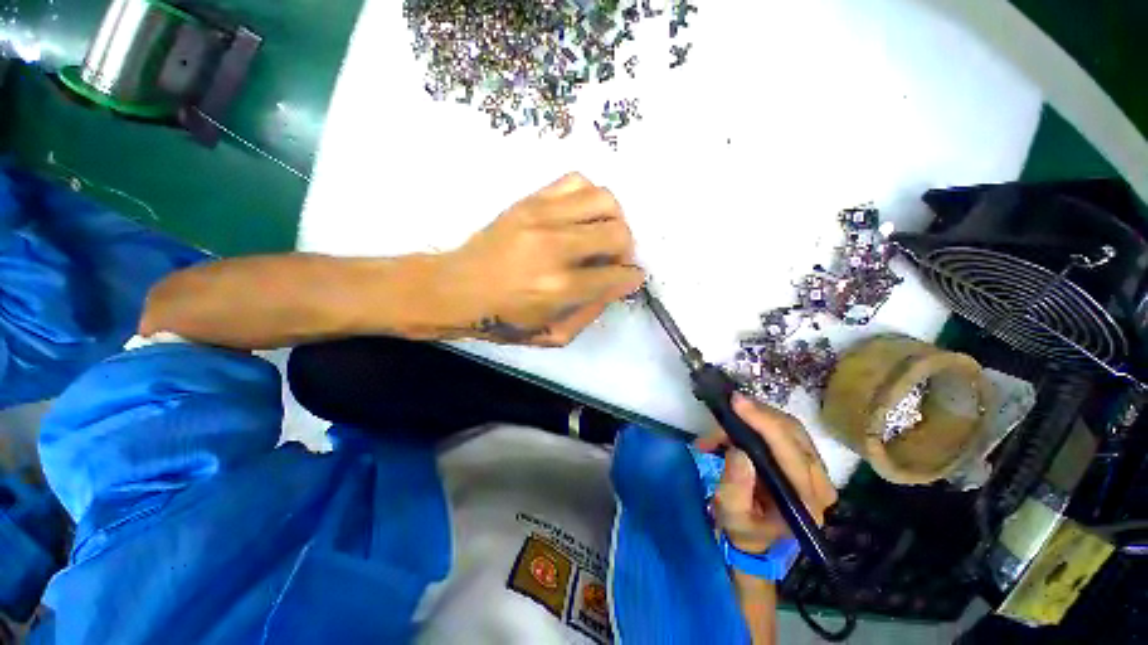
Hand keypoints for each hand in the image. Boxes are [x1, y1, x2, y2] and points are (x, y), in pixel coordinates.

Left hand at [439, 173, 644, 345]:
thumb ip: (591, 312)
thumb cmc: (504, 320)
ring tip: (601, 234)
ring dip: (613, 219)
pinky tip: (581, 216)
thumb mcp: (553, 335)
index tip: (631, 278)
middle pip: (618, 232)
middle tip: (614, 260)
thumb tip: (616, 285)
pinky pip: (575, 180)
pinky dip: (589, 196)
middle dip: (627, 249)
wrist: (456, 289)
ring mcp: (541, 216)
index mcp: (561, 287)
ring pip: (604, 199)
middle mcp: (556, 247)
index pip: (618, 275)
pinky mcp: (529, 200)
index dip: (632, 278)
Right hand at [696, 394, 837, 553]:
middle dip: (758, 415)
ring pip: (790, 427)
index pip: (792, 454)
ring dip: (756, 416)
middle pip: (794, 434)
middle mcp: (820, 484)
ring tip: (725, 421)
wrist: (757, 538)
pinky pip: (785, 429)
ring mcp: (816, 470)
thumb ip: (735, 488)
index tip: (736, 403)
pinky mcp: (805, 460)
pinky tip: (737, 424)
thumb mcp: (732, 515)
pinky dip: (759, 421)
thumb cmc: (744, 529)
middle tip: (727, 406)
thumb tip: (738, 452)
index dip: (765, 424)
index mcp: (806, 502)